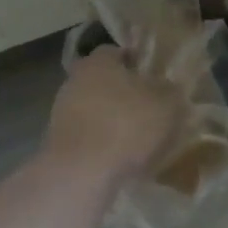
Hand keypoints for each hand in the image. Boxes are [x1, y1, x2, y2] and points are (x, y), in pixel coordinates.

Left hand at [44, 46, 188, 183]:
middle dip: (124, 94)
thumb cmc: (126, 125)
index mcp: (98, 62)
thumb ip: (170, 91)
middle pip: (103, 82)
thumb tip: (169, 88)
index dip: (136, 63)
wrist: (81, 175)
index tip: (153, 78)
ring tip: (138, 140)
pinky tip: (120, 160)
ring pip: (94, 111)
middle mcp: (75, 82)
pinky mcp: (57, 146)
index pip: (116, 52)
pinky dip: (102, 145)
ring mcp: (61, 115)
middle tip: (148, 109)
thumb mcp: (167, 104)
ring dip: (112, 121)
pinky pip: (87, 138)